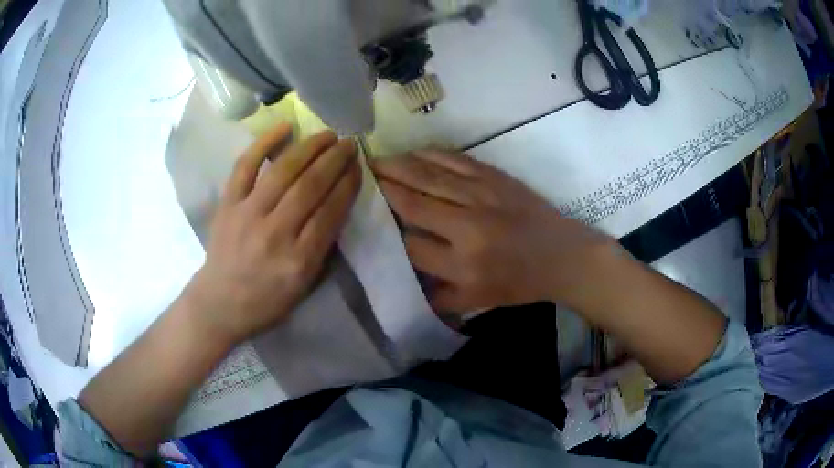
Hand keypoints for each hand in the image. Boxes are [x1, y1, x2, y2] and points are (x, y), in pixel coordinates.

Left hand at [187, 124, 361, 345]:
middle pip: (310, 186)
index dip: (348, 183)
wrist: (220, 303)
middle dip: (335, 160)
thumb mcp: (305, 285)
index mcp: (300, 260)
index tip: (359, 165)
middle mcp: (275, 233)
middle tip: (349, 143)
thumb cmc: (266, 300)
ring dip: (310, 147)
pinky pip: (245, 166)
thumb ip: (323, 247)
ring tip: (327, 134)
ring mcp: (248, 215)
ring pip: (283, 171)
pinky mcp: (228, 204)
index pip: (331, 211)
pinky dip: (264, 143)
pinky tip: (285, 127)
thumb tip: (337, 204)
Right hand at [372, 150, 613, 314]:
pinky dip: (430, 154)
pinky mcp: (494, 178)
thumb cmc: (521, 283)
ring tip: (374, 160)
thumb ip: (439, 297)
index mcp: (464, 266)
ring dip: (399, 166)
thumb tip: (406, 283)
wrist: (562, 256)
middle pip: (413, 204)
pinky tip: (412, 152)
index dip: (387, 233)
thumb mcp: (479, 302)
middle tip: (359, 176)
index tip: (369, 220)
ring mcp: (482, 197)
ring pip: (429, 176)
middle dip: (383, 189)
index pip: (411, 247)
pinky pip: (455, 161)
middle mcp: (468, 229)